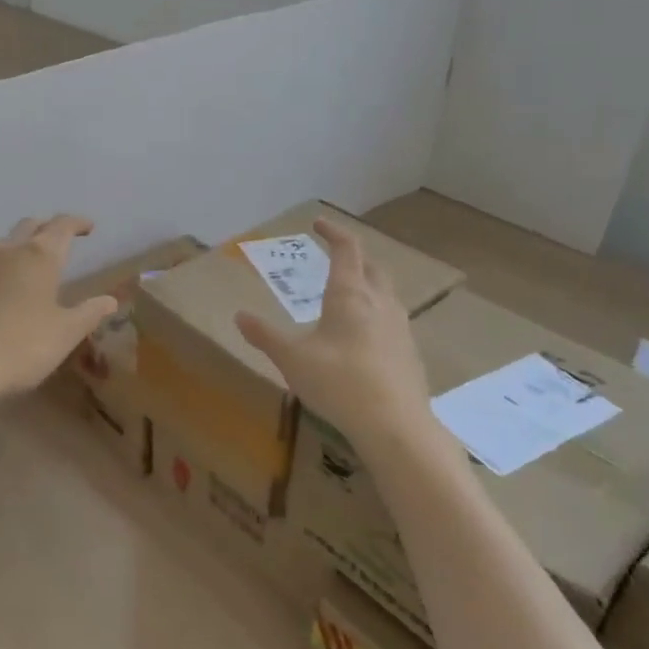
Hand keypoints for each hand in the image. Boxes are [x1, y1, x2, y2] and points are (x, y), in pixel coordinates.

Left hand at [0, 216, 116, 408]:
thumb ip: (89, 313)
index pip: (62, 227)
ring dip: (20, 244)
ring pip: (2, 243)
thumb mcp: (65, 333)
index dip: (77, 223)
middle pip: (29, 226)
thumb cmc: (21, 347)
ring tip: (30, 262)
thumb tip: (110, 300)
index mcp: (39, 257)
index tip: (89, 227)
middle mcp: (7, 253)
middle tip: (61, 239)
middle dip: (47, 228)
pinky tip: (0, 291)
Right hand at [235, 218, 433, 444]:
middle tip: (335, 258)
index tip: (319, 224)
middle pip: (372, 267)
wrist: (395, 425)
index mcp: (350, 295)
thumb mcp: (292, 359)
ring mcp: (400, 328)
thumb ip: (265, 336)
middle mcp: (379, 303)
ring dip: (368, 284)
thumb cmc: (339, 382)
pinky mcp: (409, 353)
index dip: (333, 232)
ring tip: (348, 296)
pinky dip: (376, 314)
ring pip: (386, 293)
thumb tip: (239, 316)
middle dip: (354, 257)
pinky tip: (363, 337)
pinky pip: (392, 320)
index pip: (347, 249)